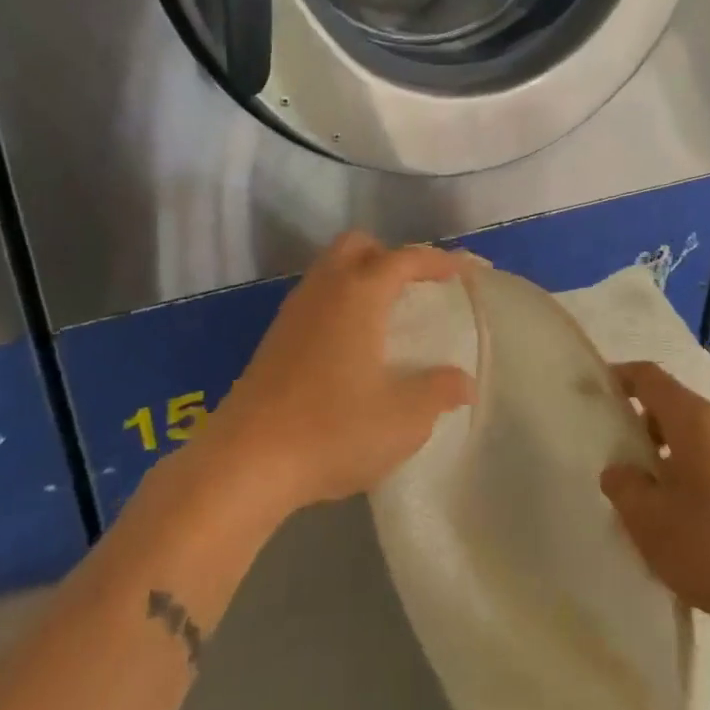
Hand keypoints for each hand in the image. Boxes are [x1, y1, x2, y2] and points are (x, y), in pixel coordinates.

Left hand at [207, 232, 473, 512]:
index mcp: (358, 296)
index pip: (404, 259)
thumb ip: (438, 392)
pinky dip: (340, 303)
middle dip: (391, 256)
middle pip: (356, 246)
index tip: (463, 272)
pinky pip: (315, 300)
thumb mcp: (404, 418)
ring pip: (330, 271)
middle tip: (416, 287)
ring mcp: (292, 315)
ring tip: (388, 315)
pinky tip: (352, 345)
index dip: (437, 261)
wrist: (246, 463)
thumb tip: (462, 381)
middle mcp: (322, 292)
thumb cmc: (333, 430)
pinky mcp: (273, 341)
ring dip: (361, 278)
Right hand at [601, 362, 709, 638]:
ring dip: (662, 458)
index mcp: (694, 420)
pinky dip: (687, 478)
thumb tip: (621, 470)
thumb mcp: (648, 520)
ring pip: (692, 441)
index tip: (593, 393)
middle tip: (612, 459)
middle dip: (637, 426)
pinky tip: (679, 523)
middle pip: (671, 408)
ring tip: (641, 499)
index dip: (619, 378)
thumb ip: (623, 485)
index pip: (649, 377)